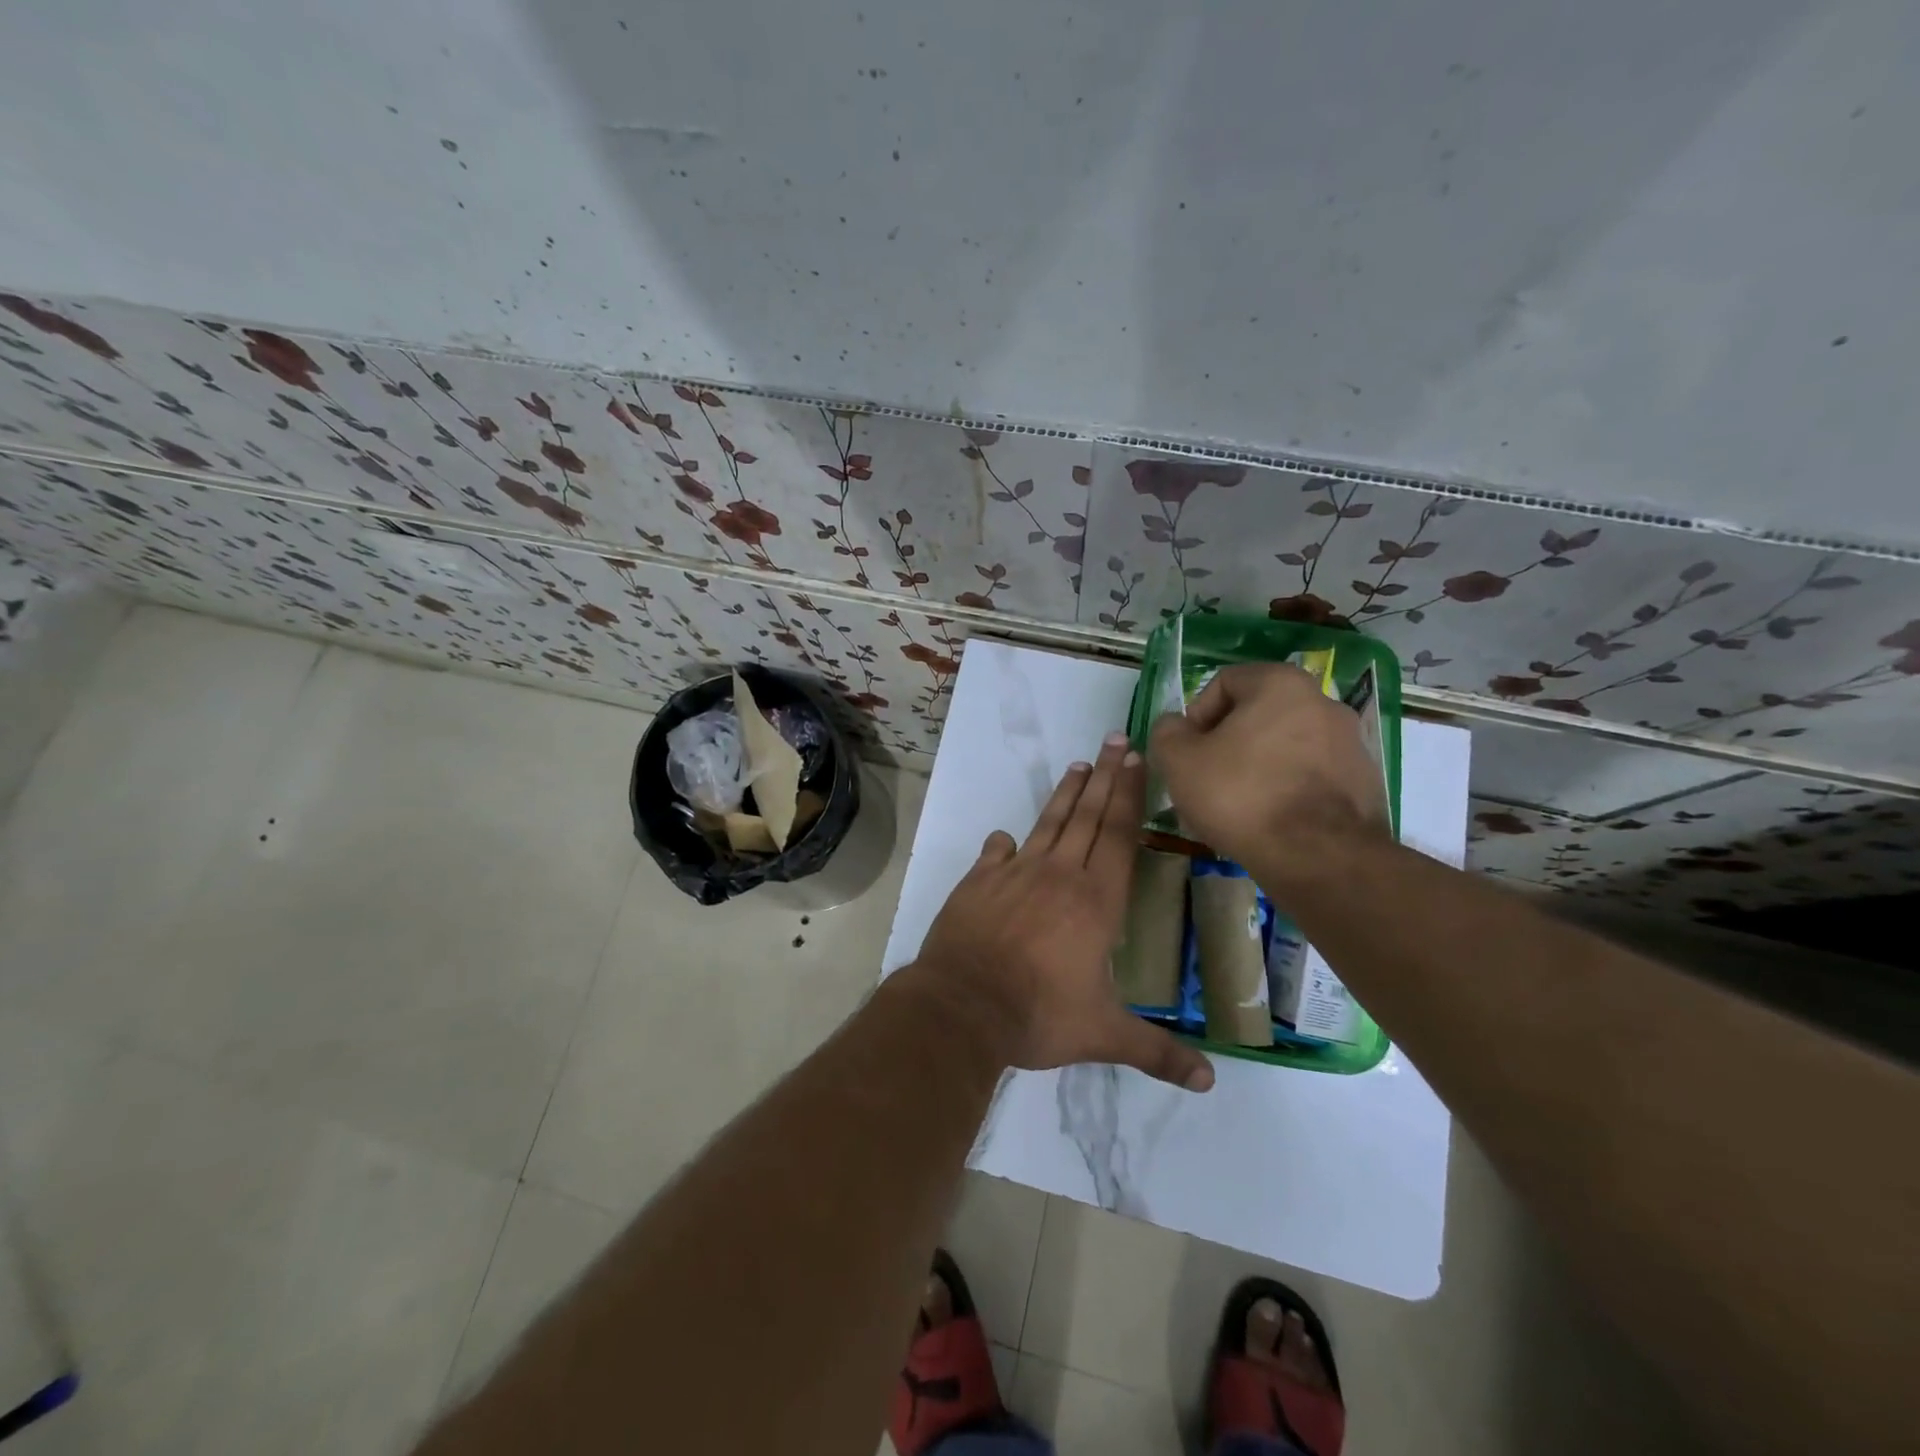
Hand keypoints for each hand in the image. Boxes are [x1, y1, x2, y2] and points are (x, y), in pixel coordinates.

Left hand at [911, 732, 1214, 1092]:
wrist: (962, 1007)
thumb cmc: (1038, 1016)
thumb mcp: (1103, 1035)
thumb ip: (1156, 1052)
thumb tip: (1210, 1082)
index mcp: (1096, 901)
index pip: (1120, 835)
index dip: (1130, 794)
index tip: (1137, 758)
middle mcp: (1058, 875)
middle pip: (1088, 816)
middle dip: (1105, 776)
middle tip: (1116, 739)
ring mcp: (1014, 874)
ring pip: (1047, 824)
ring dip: (1065, 795)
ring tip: (1079, 765)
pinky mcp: (978, 883)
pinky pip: (996, 854)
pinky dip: (1005, 844)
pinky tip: (1007, 837)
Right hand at [1149, 663, 1389, 884]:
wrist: (1319, 857)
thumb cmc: (1241, 796)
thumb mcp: (1179, 761)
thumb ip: (1167, 732)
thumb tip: (1174, 725)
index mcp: (1280, 684)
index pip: (1224, 682)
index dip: (1197, 715)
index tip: (1188, 752)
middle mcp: (1323, 701)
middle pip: (1258, 714)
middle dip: (1228, 743)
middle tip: (1207, 779)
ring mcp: (1350, 742)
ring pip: (1286, 745)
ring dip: (1258, 765)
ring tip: (1238, 805)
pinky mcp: (1365, 780)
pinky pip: (1312, 774)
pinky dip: (1288, 788)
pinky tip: (1271, 819)